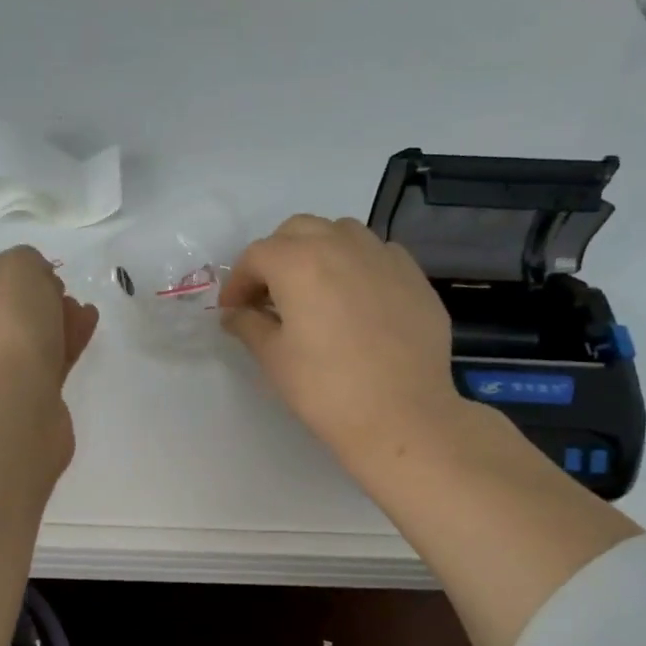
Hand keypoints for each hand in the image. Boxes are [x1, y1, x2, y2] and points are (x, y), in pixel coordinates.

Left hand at [0, 246, 98, 464]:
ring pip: (32, 332)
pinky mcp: (21, 391)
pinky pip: (48, 357)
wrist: (11, 403)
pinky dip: (67, 341)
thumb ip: (29, 260)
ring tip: (85, 312)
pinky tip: (87, 328)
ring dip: (59, 319)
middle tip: (65, 295)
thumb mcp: (19, 265)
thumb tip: (38, 284)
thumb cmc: (7, 325)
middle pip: (12, 304)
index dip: (25, 267)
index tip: (49, 273)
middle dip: (44, 296)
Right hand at [219, 215, 464, 471]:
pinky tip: (355, 299)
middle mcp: (340, 244)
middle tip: (269, 296)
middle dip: (276, 257)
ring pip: (340, 233)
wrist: (401, 414)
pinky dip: (356, 265)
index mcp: (298, 262)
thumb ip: (248, 326)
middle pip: (297, 231)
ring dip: (317, 252)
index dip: (237, 282)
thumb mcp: (274, 359)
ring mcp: (382, 255)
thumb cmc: (326, 388)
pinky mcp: (413, 275)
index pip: (256, 256)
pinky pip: (376, 254)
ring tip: (313, 290)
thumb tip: (235, 314)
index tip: (232, 311)